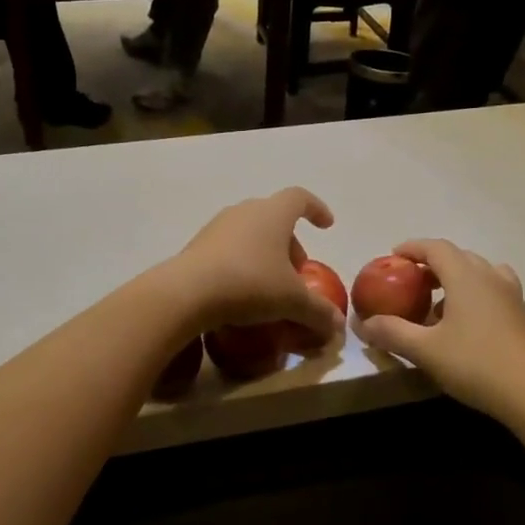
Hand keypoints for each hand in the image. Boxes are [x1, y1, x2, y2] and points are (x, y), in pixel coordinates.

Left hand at [164, 188, 341, 341]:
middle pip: (274, 218)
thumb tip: (337, 325)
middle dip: (290, 242)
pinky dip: (242, 264)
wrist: (187, 293)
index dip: (316, 209)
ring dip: (265, 254)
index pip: (300, 198)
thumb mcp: (292, 301)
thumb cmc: (249, 284)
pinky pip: (228, 249)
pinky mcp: (197, 246)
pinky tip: (242, 293)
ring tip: (270, 285)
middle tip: (297, 271)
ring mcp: (217, 227)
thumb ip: (319, 312)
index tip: (326, 226)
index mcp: (272, 213)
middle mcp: (244, 211)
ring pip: (250, 233)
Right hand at [352, 239, 524, 421]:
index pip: (435, 247)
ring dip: (454, 279)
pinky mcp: (522, 315)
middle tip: (409, 283)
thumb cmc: (477, 365)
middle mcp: (490, 277)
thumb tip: (361, 324)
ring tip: (436, 304)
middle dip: (431, 264)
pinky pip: (492, 291)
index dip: (411, 248)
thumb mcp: (425, 350)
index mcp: (466, 276)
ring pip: (478, 273)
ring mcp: (511, 295)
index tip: (392, 257)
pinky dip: (473, 295)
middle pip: (458, 257)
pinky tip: (464, 324)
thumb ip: (391, 332)